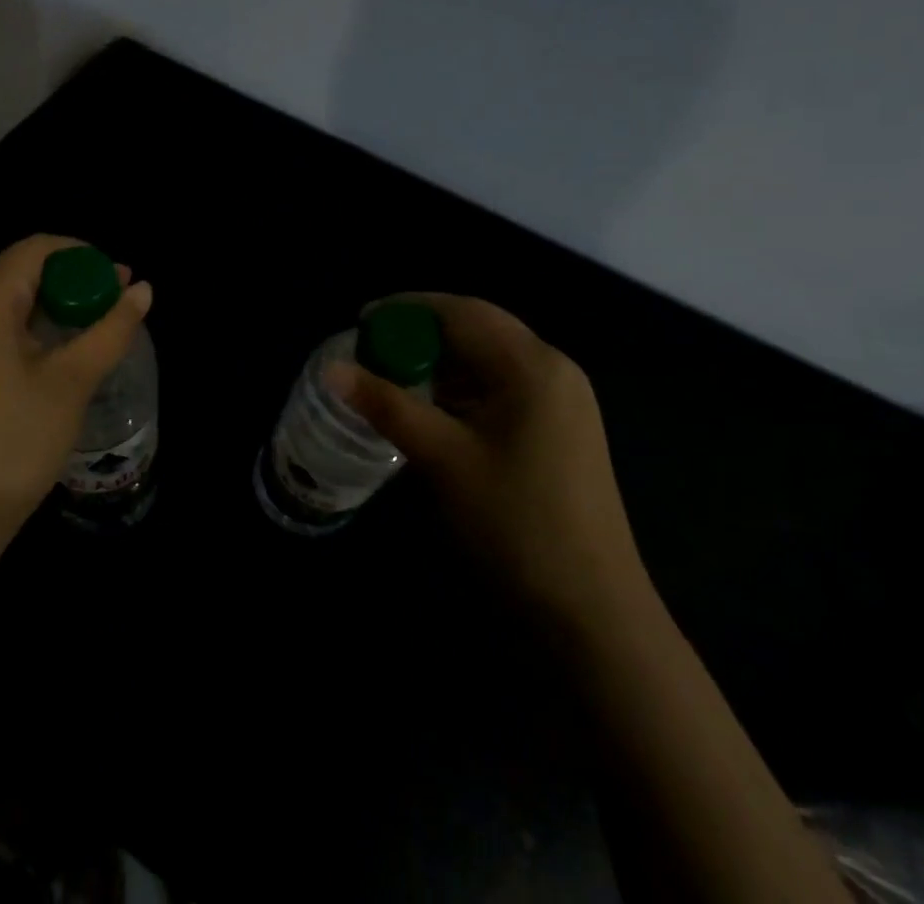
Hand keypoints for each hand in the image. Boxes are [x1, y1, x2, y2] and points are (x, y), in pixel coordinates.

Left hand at [0, 235, 152, 551]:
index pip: (36, 249)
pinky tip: (58, 352)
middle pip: (20, 271)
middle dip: (72, 281)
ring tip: (95, 328)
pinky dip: (29, 327)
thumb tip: (143, 289)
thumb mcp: (72, 381)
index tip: (119, 280)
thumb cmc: (14, 442)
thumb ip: (111, 329)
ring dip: (54, 306)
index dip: (83, 255)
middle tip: (115, 305)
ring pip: (7, 299)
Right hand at [332, 294, 646, 628]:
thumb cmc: (515, 525)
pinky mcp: (563, 429)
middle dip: (424, 331)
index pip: (461, 311)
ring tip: (395, 376)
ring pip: (492, 358)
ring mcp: (564, 401)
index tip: (361, 321)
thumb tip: (331, 370)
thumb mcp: (444, 459)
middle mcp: (554, 369)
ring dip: (444, 360)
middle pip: (479, 327)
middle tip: (373, 348)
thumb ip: (387, 406)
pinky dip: (466, 387)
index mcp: (532, 365)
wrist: (593, 614)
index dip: (407, 308)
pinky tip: (435, 408)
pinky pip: (505, 387)